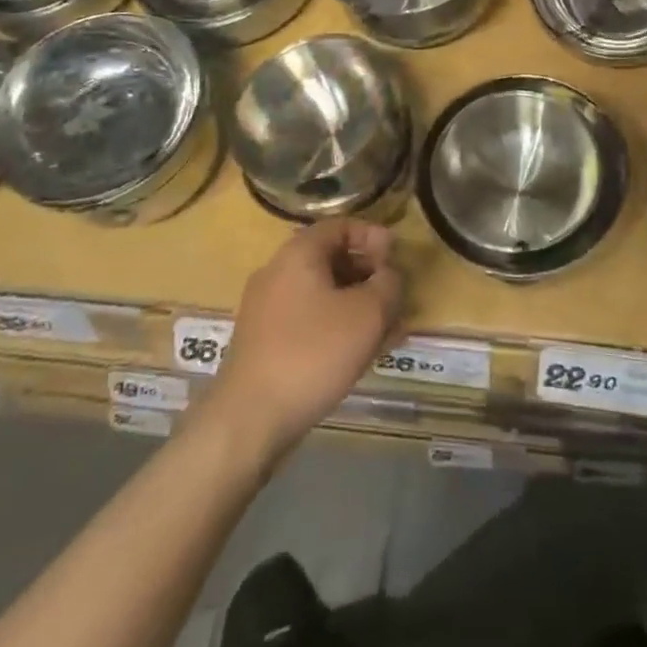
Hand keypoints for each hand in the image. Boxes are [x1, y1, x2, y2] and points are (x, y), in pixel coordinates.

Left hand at [212, 220, 402, 455]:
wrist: (249, 420)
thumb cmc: (313, 352)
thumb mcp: (367, 313)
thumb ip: (388, 284)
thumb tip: (388, 276)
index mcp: (299, 254)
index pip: (341, 226)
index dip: (373, 236)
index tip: (397, 257)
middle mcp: (278, 273)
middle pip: (332, 260)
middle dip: (369, 276)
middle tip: (396, 296)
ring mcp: (267, 309)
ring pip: (324, 295)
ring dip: (358, 306)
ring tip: (389, 330)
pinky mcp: (265, 343)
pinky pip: (310, 321)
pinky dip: (337, 327)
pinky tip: (362, 353)